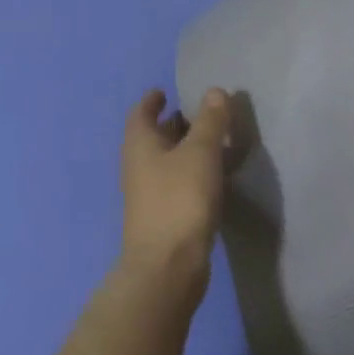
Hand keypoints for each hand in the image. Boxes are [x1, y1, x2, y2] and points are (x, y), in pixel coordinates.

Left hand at [119, 87, 232, 290]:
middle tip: (201, 114)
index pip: (141, 113)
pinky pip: (176, 183)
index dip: (153, 100)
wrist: (168, 263)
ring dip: (185, 149)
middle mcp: (138, 166)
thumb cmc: (180, 199)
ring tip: (214, 142)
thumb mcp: (201, 152)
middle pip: (154, 137)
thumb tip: (215, 91)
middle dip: (174, 124)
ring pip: (166, 161)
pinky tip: (212, 176)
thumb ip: (210, 121)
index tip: (167, 91)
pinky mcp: (164, 215)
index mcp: (140, 145)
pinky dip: (191, 172)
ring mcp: (149, 193)